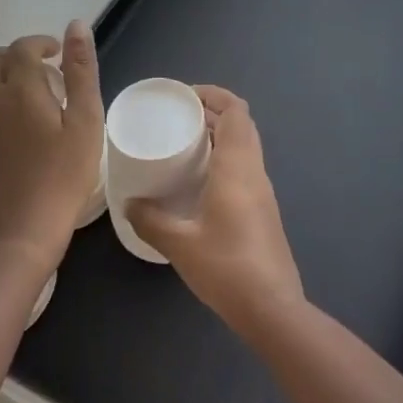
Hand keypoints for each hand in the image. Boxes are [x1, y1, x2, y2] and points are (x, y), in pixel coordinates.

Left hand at [0, 21, 103, 277]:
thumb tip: (76, 27)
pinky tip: (24, 125)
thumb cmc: (63, 176)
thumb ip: (81, 71)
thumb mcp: (85, 121)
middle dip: (14, 54)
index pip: (22, 48)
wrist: (20, 234)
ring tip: (36, 96)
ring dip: (3, 76)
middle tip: (45, 70)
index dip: (41, 43)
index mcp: (19, 89)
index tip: (61, 54)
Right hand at [127, 86, 303, 337]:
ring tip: (185, 144)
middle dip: (214, 112)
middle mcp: (255, 171)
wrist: (272, 307)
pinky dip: (225, 158)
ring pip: (246, 146)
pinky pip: (246, 167)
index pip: (236, 111)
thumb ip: (151, 220)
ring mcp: (263, 191)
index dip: (214, 95)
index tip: (185, 97)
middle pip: (242, 124)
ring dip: (221, 135)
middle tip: (180, 118)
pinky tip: (200, 181)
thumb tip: (130, 203)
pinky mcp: (264, 209)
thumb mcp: (180, 243)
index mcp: (237, 167)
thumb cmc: (227, 268)